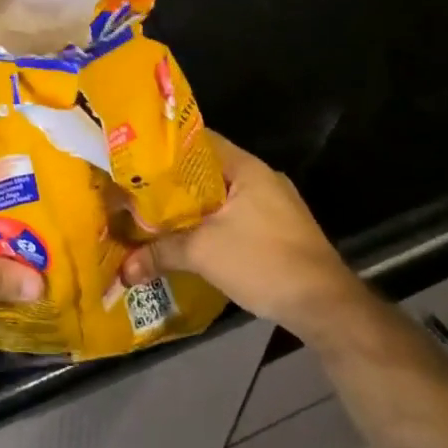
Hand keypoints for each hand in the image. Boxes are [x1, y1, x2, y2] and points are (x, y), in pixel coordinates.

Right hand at [119, 132, 357, 336]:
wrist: (325, 307)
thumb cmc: (264, 261)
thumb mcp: (203, 254)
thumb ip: (160, 253)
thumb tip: (122, 270)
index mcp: (246, 167)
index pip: (199, 140)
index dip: (165, 147)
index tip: (136, 158)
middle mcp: (262, 178)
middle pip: (208, 171)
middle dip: (174, 183)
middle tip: (138, 190)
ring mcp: (276, 205)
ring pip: (222, 197)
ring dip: (194, 207)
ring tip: (157, 216)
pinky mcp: (281, 230)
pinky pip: (236, 216)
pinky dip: (213, 224)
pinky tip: (192, 240)